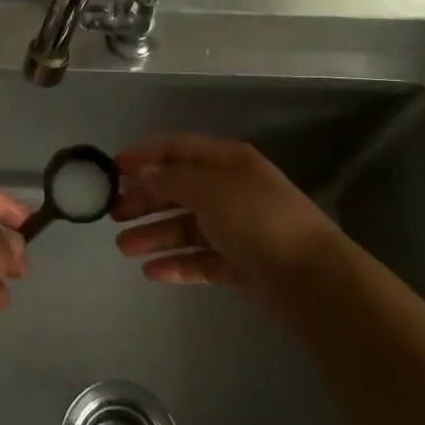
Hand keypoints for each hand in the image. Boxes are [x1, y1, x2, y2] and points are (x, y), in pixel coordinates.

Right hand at [113, 134, 341, 297]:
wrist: (312, 277)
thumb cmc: (257, 219)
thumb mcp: (210, 189)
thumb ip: (173, 179)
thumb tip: (146, 173)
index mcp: (227, 161)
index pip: (178, 148)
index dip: (145, 155)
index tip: (113, 168)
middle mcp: (231, 189)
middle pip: (179, 188)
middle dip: (145, 199)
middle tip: (113, 214)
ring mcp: (237, 227)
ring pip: (186, 226)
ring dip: (155, 234)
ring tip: (123, 247)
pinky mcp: (241, 263)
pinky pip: (201, 259)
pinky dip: (177, 263)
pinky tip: (152, 272)